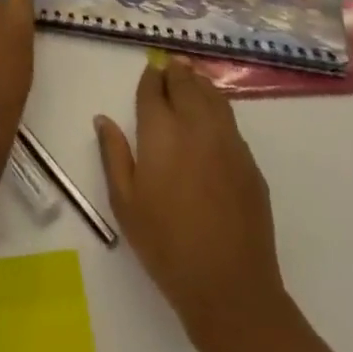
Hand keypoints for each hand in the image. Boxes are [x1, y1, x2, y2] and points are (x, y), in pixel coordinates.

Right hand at [96, 60, 284, 337]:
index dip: (150, 77)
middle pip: (186, 83)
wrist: (229, 286)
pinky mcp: (249, 160)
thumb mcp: (125, 203)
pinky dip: (217, 105)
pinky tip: (212, 115)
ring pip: (212, 95)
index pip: (154, 89)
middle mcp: (196, 124)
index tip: (149, 71)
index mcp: (161, 131)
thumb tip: (103, 119)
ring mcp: (228, 140)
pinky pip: (230, 120)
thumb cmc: (166, 245)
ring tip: (191, 77)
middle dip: (175, 72)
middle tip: (169, 66)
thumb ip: (113, 154)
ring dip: (199, 82)